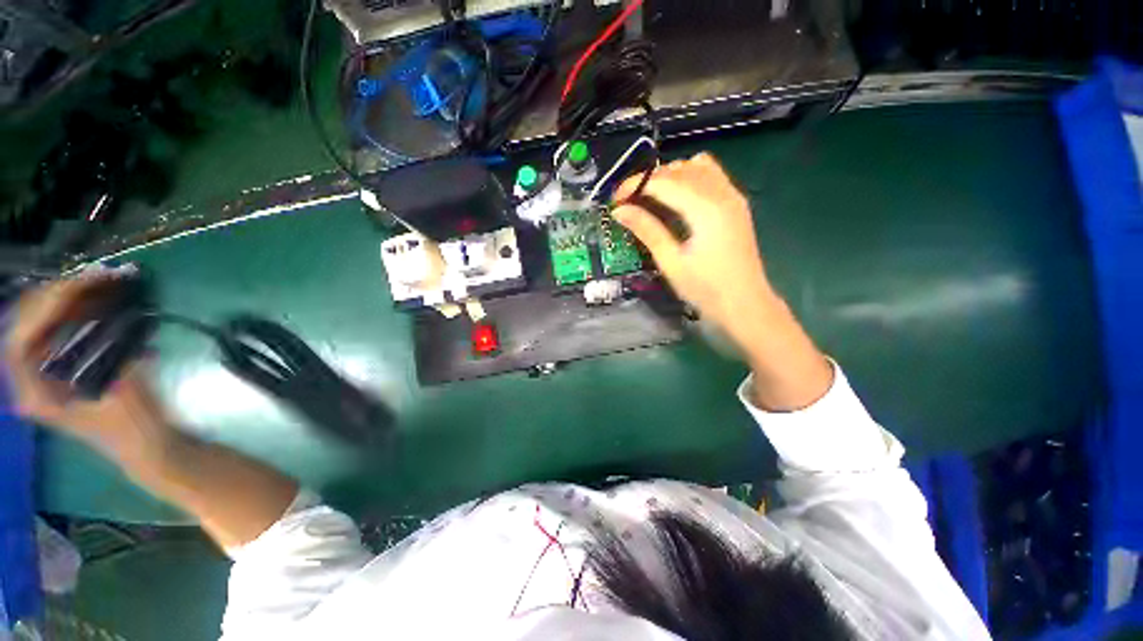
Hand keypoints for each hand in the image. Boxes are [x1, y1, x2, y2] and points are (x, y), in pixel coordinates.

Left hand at [4, 275, 173, 463]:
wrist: (151, 451)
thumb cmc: (139, 431)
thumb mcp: (128, 396)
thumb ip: (114, 360)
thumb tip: (113, 318)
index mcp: (39, 397)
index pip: (19, 343)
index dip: (42, 311)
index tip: (79, 288)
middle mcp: (33, 384)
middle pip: (26, 328)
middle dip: (56, 297)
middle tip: (94, 277)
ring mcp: (46, 377)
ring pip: (39, 326)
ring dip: (65, 300)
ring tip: (98, 282)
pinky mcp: (63, 371)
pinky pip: (56, 332)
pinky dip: (73, 311)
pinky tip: (97, 301)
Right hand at [613, 153, 779, 351]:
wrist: (745, 304)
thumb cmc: (706, 289)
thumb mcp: (671, 262)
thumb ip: (647, 230)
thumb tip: (619, 211)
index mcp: (705, 209)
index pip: (663, 182)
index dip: (635, 186)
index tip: (615, 200)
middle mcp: (721, 193)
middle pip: (679, 170)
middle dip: (649, 180)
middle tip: (628, 201)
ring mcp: (733, 196)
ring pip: (697, 166)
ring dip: (670, 175)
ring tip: (650, 196)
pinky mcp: (736, 204)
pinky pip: (711, 174)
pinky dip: (690, 176)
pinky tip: (678, 196)